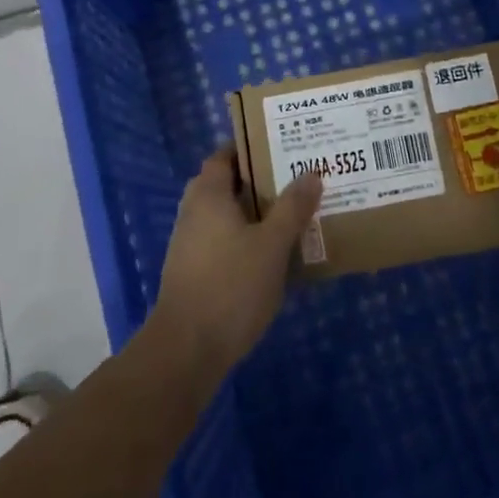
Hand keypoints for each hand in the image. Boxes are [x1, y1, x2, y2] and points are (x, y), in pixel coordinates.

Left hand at [152, 144, 323, 378]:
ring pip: (226, 215)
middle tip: (293, 179)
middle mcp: (194, 212)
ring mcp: (189, 244)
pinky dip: (245, 239)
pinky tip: (273, 254)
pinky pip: (223, 241)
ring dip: (253, 212)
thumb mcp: (272, 245)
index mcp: (208, 195)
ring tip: (291, 214)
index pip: (224, 155)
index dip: (250, 148)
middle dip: (258, 181)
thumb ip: (293, 208)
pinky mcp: (193, 272)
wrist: (186, 351)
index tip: (281, 146)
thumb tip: (312, 173)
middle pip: (226, 184)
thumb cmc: (231, 286)